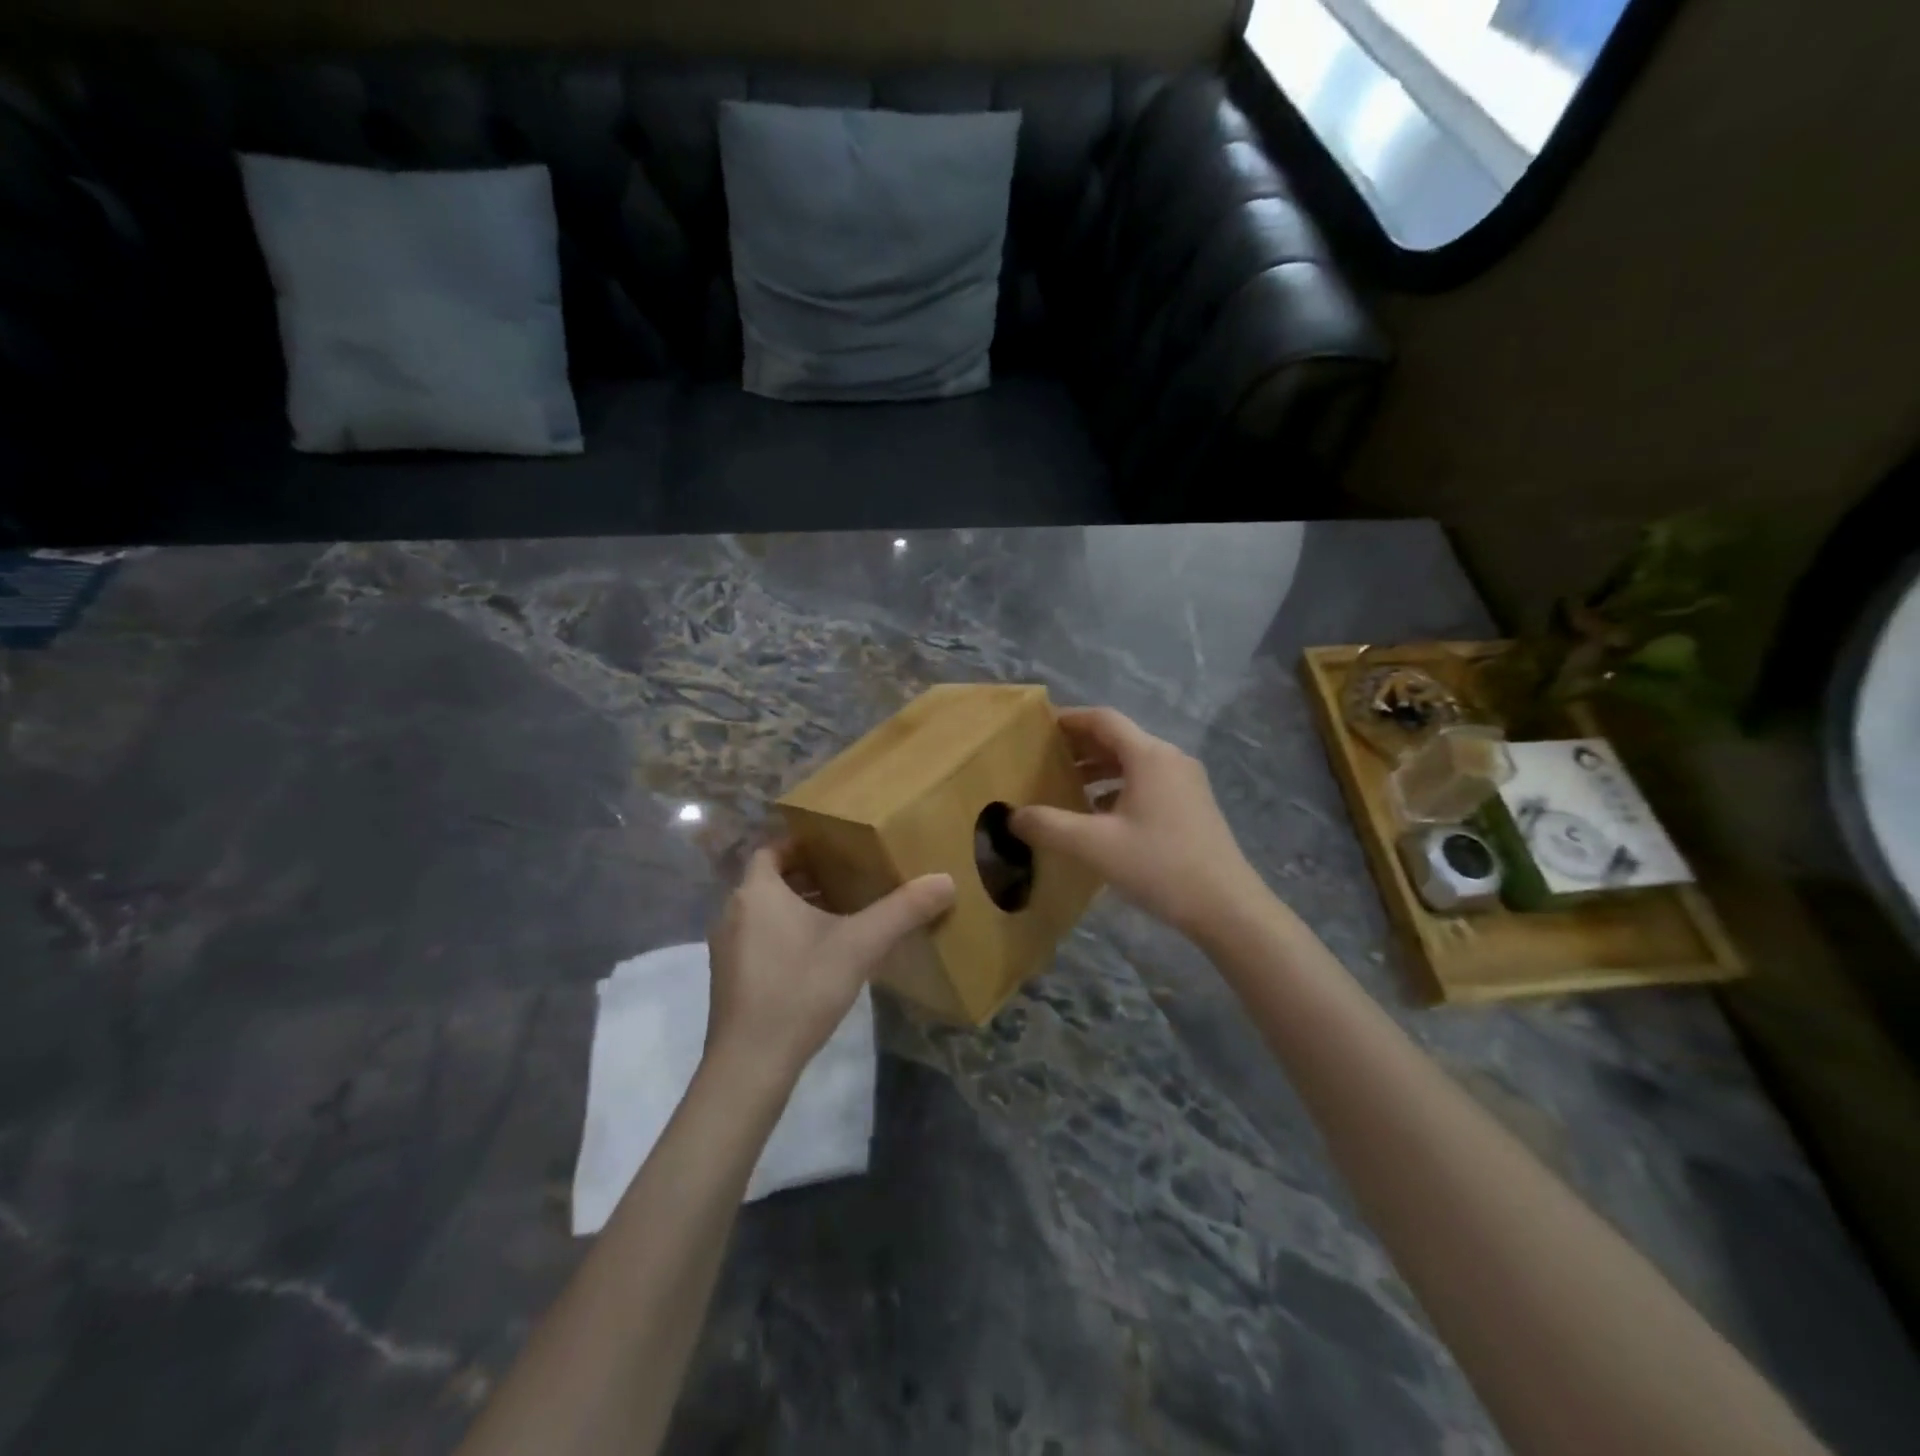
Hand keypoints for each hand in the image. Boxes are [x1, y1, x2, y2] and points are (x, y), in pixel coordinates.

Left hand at [706, 842, 954, 1084]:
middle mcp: (734, 911)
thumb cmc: (801, 989)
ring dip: (798, 906)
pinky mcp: (730, 977)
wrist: (750, 1063)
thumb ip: (903, 910)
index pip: (772, 848)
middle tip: (850, 876)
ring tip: (842, 912)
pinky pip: (759, 937)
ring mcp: (727, 947)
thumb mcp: (860, 945)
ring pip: (765, 910)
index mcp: (756, 891)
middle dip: (808, 876)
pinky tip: (820, 954)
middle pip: (771, 878)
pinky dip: (785, 933)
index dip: (802, 843)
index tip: (837, 847)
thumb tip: (946, 880)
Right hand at [1012, 707, 1261, 937]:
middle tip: (1044, 758)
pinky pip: (1148, 782)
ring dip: (1099, 768)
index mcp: (1150, 756)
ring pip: (1134, 762)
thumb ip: (1049, 826)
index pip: (1103, 720)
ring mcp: (1186, 782)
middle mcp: (1170, 759)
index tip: (1038, 727)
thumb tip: (1012, 816)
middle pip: (1119, 738)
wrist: (1227, 907)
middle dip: (1080, 745)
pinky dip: (1118, 787)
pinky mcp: (1192, 805)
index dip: (1068, 719)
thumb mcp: (1095, 846)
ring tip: (1066, 785)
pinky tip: (1099, 814)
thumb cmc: (1160, 866)